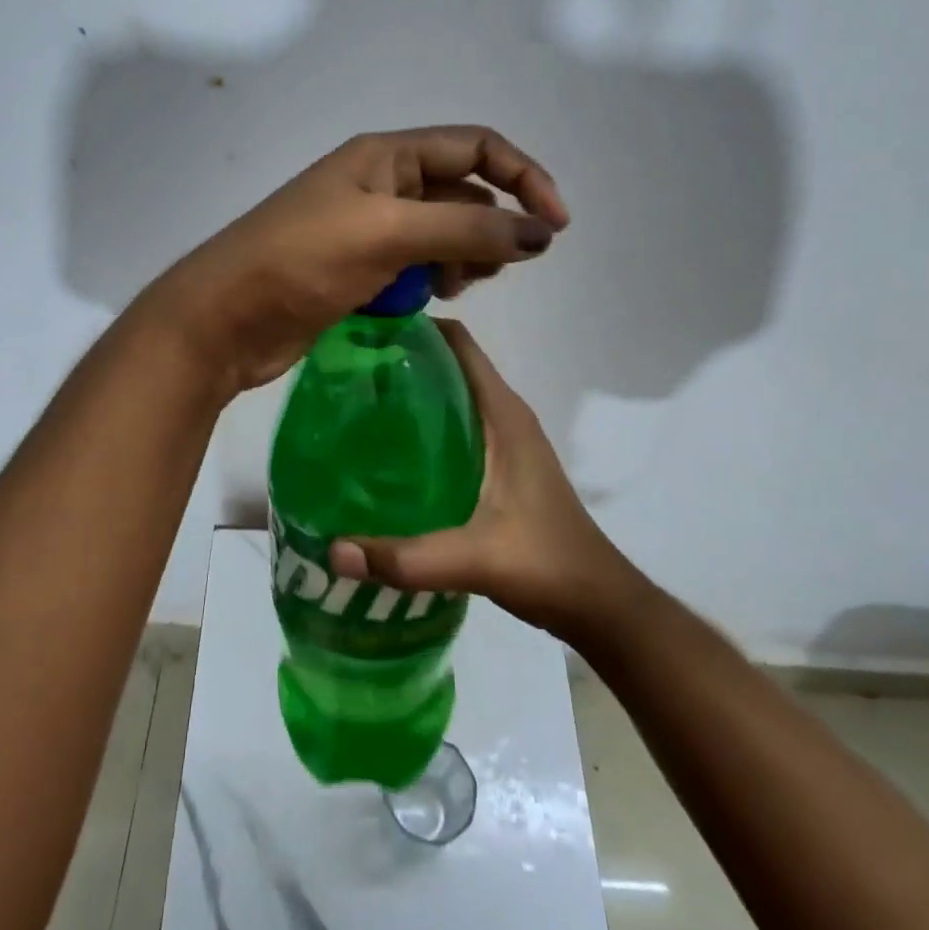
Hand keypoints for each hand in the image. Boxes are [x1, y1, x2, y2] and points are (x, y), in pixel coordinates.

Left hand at [142, 127, 568, 394]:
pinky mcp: (357, 270)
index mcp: (385, 156)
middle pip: (462, 192)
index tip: (554, 228)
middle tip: (486, 270)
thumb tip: (542, 233)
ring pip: (441, 234)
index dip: (524, 178)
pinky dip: (429, 281)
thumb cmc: (301, 261)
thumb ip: (468, 229)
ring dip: (460, 258)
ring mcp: (367, 229)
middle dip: (489, 227)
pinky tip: (423, 303)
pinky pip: (414, 266)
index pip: (476, 148)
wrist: (225, 318)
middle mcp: (380, 184)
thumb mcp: (389, 234)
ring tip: (450, 289)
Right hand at [329, 320, 628, 641]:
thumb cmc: (545, 564)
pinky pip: (457, 424)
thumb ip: (405, 558)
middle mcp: (505, 415)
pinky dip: (424, 422)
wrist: (596, 601)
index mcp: (503, 415)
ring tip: (357, 402)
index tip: (365, 331)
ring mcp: (506, 439)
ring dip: (412, 390)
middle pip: (449, 364)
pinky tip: (389, 449)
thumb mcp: (473, 559)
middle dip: (402, 358)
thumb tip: (332, 551)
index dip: (416, 328)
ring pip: (453, 395)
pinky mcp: (502, 463)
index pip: (459, 344)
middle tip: (347, 369)